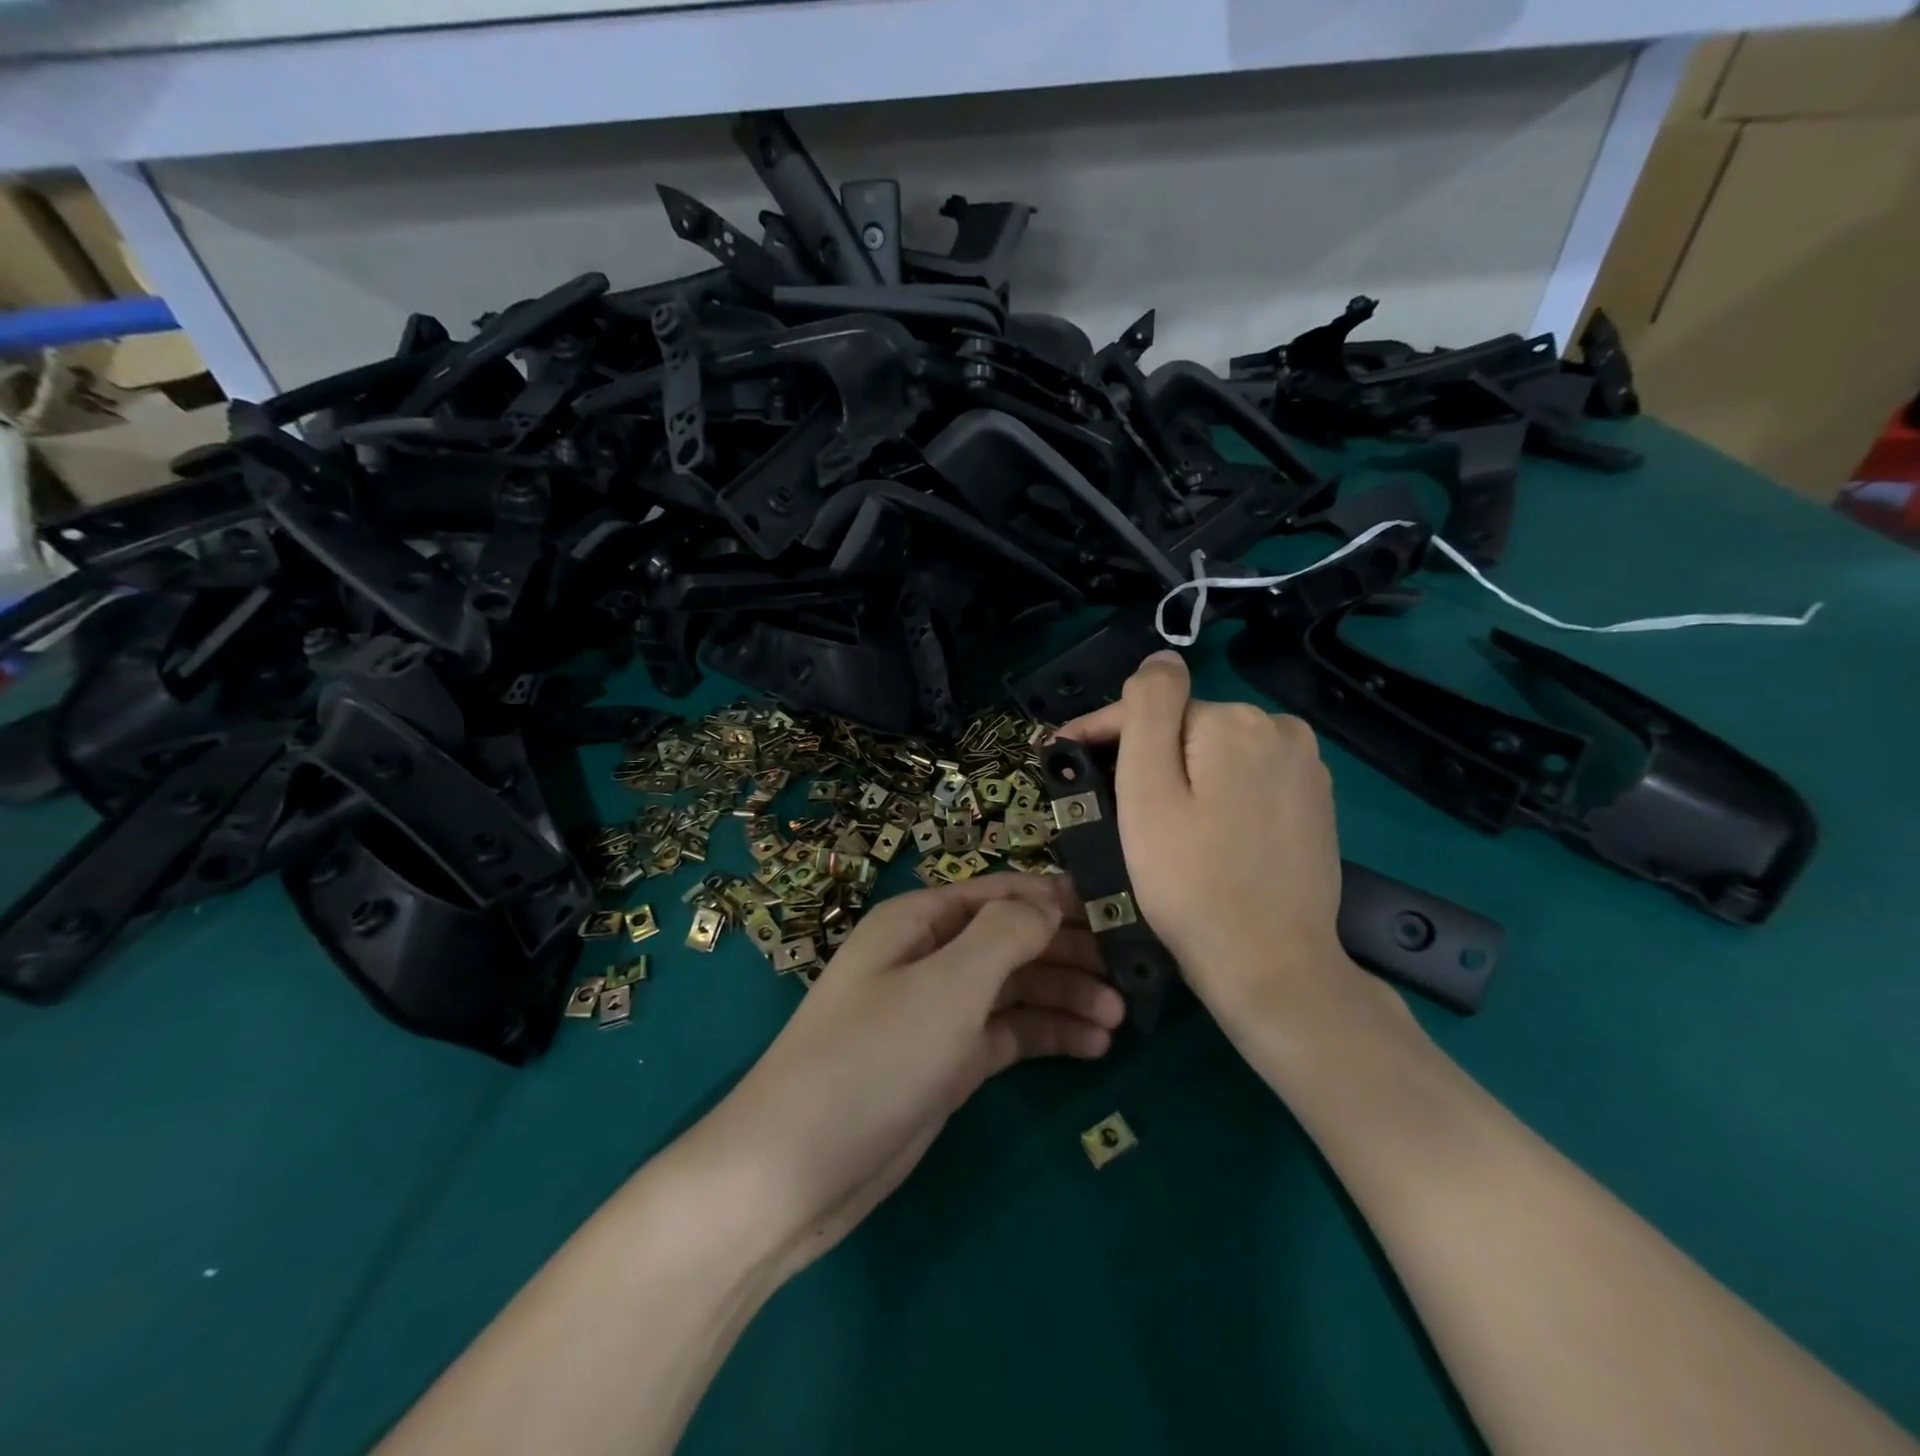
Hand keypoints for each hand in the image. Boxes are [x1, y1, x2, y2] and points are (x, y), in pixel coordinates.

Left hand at [695, 873, 1123, 1280]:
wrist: (797, 1169)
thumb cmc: (874, 1057)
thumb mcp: (947, 984)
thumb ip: (1005, 933)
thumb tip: (1050, 902)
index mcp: (920, 921)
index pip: (1001, 892)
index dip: (1056, 899)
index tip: (1118, 914)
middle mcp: (930, 956)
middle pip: (1012, 939)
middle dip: (1068, 952)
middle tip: (1130, 975)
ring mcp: (938, 1011)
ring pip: (1015, 988)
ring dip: (1065, 997)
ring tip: (1119, 1019)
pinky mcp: (947, 1061)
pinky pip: (1007, 1033)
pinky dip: (1046, 1035)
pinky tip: (1092, 1047)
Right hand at [1058, 650, 1367, 1027]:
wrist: (1271, 966)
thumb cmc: (1190, 882)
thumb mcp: (1148, 793)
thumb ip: (1147, 711)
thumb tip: (1160, 658)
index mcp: (1235, 721)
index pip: (1151, 708)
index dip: (1100, 732)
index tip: (1060, 757)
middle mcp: (1280, 729)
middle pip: (1186, 729)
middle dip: (1146, 757)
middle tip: (1110, 806)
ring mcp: (1306, 766)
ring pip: (1216, 754)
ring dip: (1182, 774)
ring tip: (1154, 823)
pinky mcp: (1317, 802)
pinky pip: (1248, 779)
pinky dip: (1218, 794)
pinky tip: (1205, 831)